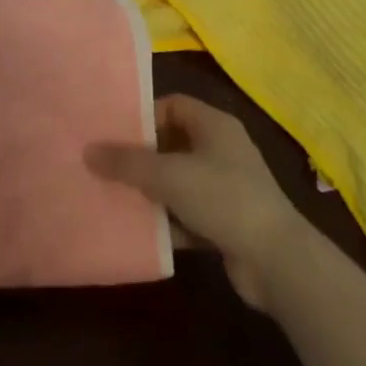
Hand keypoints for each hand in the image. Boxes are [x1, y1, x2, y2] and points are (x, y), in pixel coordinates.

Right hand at [87, 93, 306, 308]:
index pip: (173, 105)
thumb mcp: (167, 175)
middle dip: (141, 156)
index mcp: (215, 126)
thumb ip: (126, 162)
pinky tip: (140, 230)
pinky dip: (167, 221)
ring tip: (114, 196)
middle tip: (106, 165)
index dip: (144, 115)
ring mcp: (227, 188)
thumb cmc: (222, 198)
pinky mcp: (227, 222)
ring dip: (151, 191)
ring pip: (178, 181)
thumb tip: (88, 151)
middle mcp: (222, 151)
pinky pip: (188, 214)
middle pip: (172, 143)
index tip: (114, 132)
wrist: (276, 260)